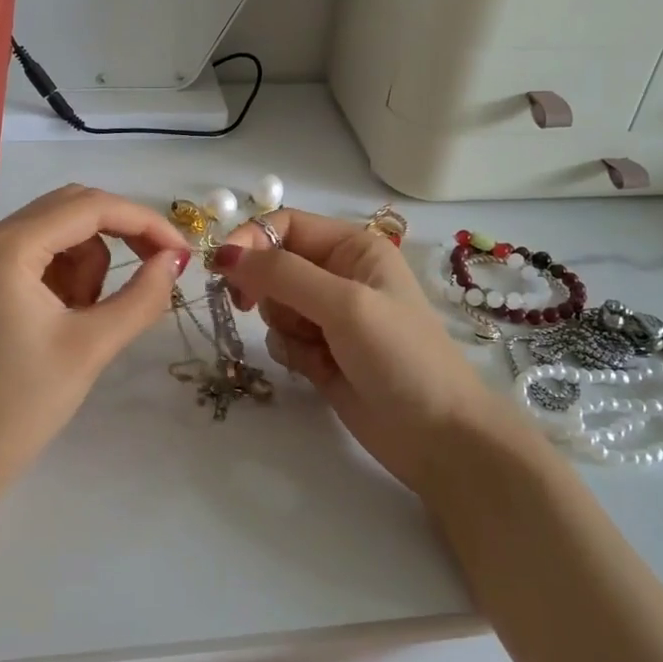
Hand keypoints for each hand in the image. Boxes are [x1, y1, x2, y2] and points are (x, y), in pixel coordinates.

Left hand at [0, 185, 189, 476]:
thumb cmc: (22, 405)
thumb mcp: (92, 346)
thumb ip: (142, 296)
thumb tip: (175, 260)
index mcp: (7, 248)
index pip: (90, 208)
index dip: (144, 222)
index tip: (182, 252)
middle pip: (73, 208)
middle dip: (121, 234)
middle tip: (158, 269)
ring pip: (60, 231)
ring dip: (91, 262)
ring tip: (90, 316)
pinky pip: (42, 254)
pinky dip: (69, 274)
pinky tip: (69, 316)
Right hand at [215, 209, 531, 499]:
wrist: (438, 436)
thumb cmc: (400, 356)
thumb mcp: (344, 304)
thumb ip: (283, 274)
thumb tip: (224, 253)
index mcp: (353, 247)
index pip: (285, 225)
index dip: (252, 240)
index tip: (223, 268)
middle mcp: (339, 274)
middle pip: (273, 264)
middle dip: (265, 288)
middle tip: (252, 308)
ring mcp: (329, 316)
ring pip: (273, 304)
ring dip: (282, 325)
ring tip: (314, 347)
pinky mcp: (320, 352)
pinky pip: (281, 337)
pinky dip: (290, 351)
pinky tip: (317, 369)